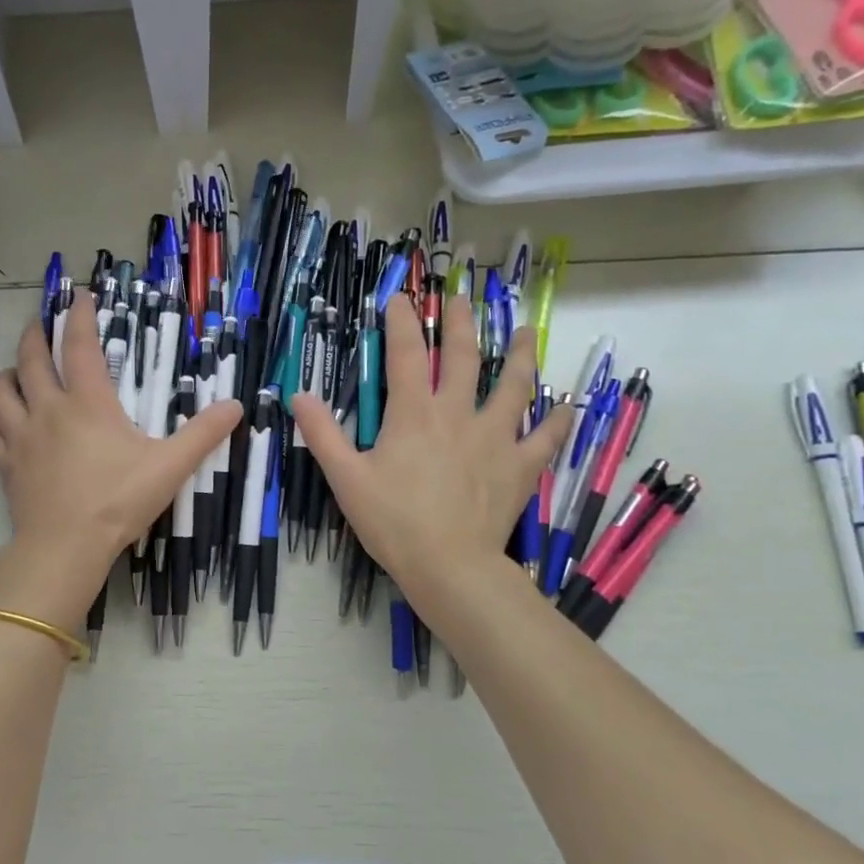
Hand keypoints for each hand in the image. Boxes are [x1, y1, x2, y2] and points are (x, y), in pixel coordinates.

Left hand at [0, 290, 240, 628]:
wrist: (66, 546)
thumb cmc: (119, 501)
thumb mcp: (170, 467)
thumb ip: (203, 434)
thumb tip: (236, 406)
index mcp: (87, 403)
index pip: (78, 345)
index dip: (79, 316)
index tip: (80, 296)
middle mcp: (48, 410)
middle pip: (30, 358)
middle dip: (36, 333)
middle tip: (43, 323)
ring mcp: (21, 437)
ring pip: (0, 391)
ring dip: (9, 373)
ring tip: (19, 371)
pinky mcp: (6, 464)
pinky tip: (9, 422)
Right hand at [292, 295, 570, 614]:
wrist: (449, 565)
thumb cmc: (393, 521)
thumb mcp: (345, 478)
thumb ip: (322, 434)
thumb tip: (299, 396)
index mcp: (414, 414)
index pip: (406, 354)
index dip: (401, 322)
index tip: (399, 298)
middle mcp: (458, 415)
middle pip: (464, 357)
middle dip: (461, 323)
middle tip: (463, 298)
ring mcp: (495, 438)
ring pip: (514, 387)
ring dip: (520, 356)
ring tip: (526, 333)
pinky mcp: (520, 467)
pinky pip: (545, 438)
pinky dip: (556, 421)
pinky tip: (565, 408)